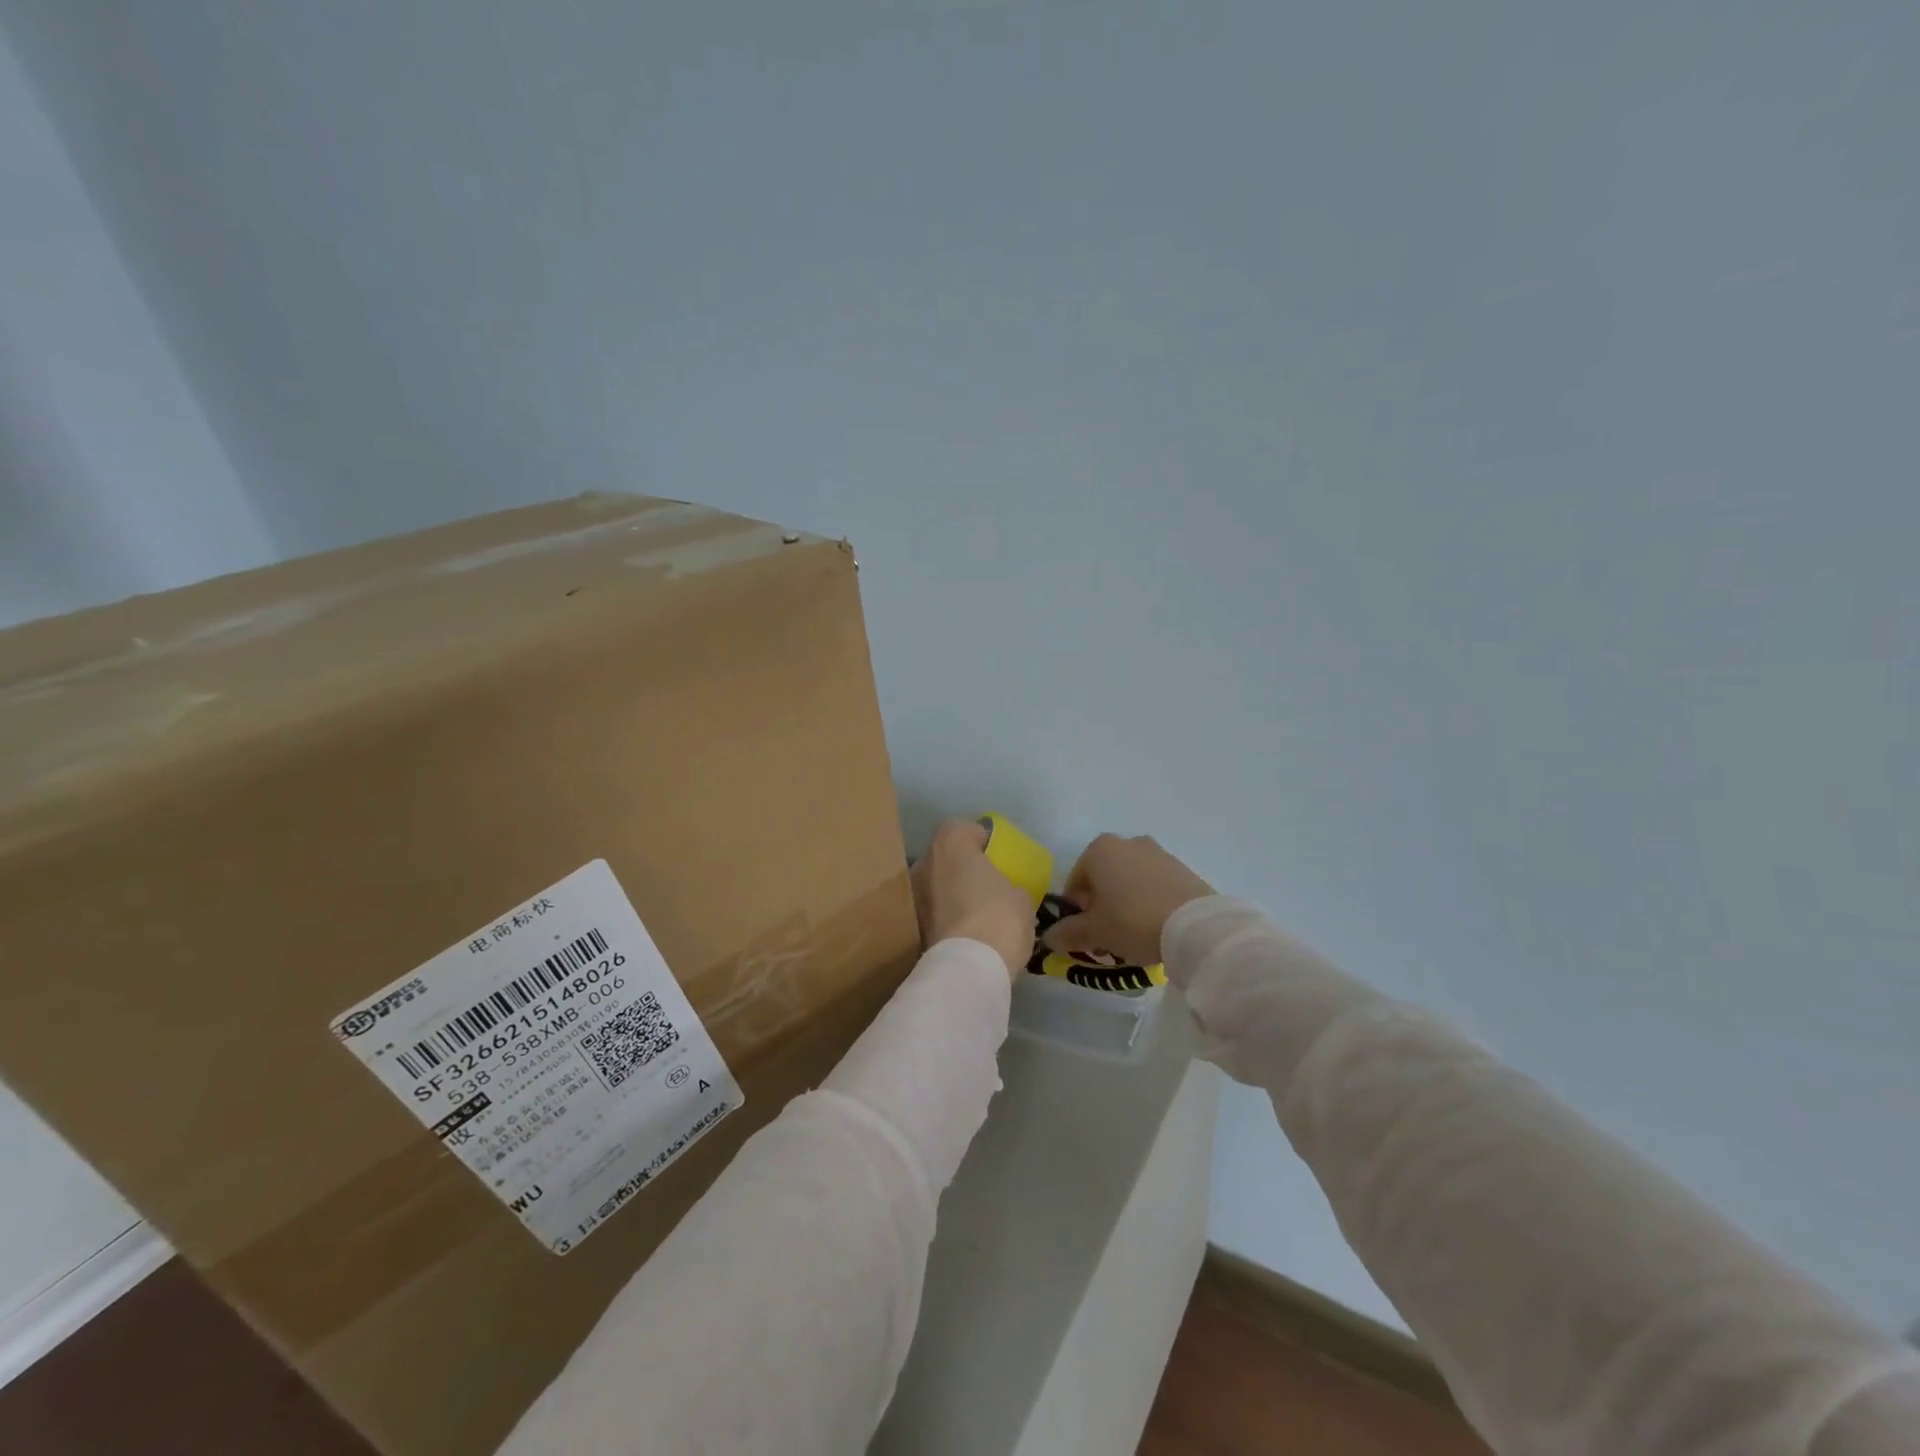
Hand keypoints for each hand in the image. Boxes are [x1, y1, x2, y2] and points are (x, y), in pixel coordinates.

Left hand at [912, 819, 1033, 979]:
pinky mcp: (911, 925)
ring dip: (952, 893)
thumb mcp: (1022, 897)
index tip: (996, 857)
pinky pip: (933, 911)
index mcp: (951, 843)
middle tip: (986, 886)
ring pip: (936, 884)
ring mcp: (913, 894)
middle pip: (945, 856)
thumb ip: (1011, 885)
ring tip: (976, 912)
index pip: (963, 829)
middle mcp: (924, 861)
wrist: (968, 967)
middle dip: (963, 868)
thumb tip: (1008, 893)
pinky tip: (965, 932)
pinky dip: (946, 916)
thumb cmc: (999, 918)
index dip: (980, 840)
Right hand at [1042, 834, 1214, 968]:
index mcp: (1100, 849)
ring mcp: (1158, 853)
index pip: (1075, 882)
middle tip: (1108, 936)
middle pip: (1104, 879)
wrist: (1195, 926)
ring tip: (1134, 935)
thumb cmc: (1132, 921)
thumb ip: (1067, 932)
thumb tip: (1049, 936)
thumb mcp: (1094, 932)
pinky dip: (1150, 902)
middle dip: (1101, 906)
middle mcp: (1128, 842)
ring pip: (1130, 881)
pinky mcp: (1183, 869)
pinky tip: (1156, 927)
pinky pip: (1155, 886)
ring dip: (1125, 904)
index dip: (1076, 912)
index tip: (1085, 935)